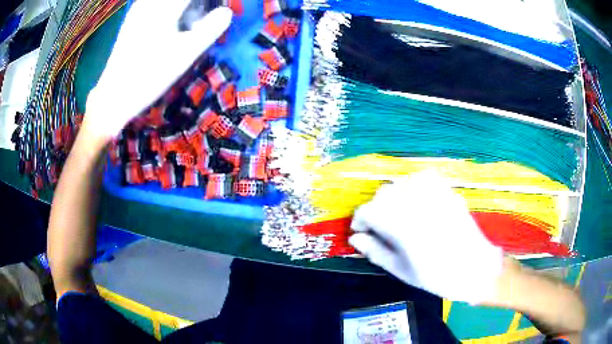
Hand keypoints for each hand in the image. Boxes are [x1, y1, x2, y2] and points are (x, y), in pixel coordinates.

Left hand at [84, 1, 232, 138]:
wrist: (114, 96)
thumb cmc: (151, 75)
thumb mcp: (186, 53)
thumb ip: (210, 28)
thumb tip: (227, 12)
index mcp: (165, 8)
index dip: (207, 2)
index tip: (217, 9)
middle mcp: (150, 4)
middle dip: (194, 5)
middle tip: (204, 14)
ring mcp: (138, 11)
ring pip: (164, 1)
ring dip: (182, 7)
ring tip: (189, 20)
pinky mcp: (131, 20)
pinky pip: (152, 5)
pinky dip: (167, 9)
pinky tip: (170, 20)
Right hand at [349, 171, 503, 303]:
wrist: (474, 267)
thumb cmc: (436, 275)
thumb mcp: (400, 269)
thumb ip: (375, 251)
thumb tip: (355, 239)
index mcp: (398, 223)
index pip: (365, 211)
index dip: (360, 223)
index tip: (363, 235)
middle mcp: (412, 200)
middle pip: (381, 195)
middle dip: (376, 211)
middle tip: (382, 230)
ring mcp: (431, 190)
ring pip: (399, 184)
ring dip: (393, 198)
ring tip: (400, 217)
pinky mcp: (445, 188)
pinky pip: (420, 177)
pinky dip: (412, 186)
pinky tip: (417, 201)